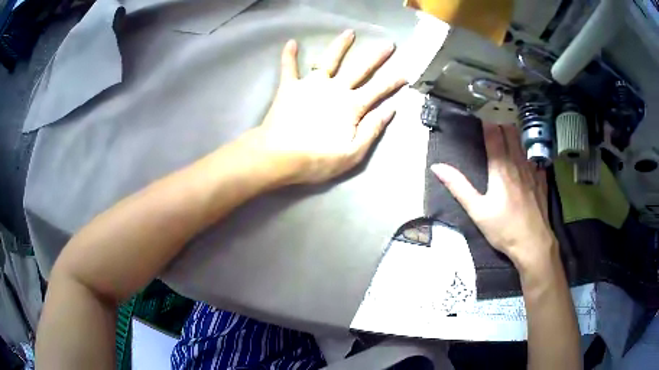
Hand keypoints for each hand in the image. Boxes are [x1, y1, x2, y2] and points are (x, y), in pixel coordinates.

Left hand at [253, 30, 405, 183]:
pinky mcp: (290, 87)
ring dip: (340, 45)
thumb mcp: (352, 153)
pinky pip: (289, 68)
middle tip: (388, 44)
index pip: (378, 90)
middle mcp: (334, 89)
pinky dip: (289, 56)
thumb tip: (390, 110)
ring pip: (329, 59)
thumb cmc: (317, 159)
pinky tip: (291, 42)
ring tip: (349, 33)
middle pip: (360, 69)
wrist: (278, 157)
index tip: (405, 74)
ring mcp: (311, 85)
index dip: (393, 82)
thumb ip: (372, 130)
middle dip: (376, 57)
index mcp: (351, 106)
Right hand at [431, 124, 556, 267]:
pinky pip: (535, 160)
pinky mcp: (541, 181)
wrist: (533, 243)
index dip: (487, 124)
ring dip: (515, 137)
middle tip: (493, 128)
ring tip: (508, 139)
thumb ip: (458, 186)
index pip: (494, 135)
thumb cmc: (503, 228)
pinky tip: (526, 161)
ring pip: (523, 144)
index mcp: (500, 168)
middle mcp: (518, 163)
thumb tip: (437, 167)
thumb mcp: (477, 210)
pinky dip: (529, 155)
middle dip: (502, 126)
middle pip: (511, 133)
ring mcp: (532, 171)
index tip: (481, 118)